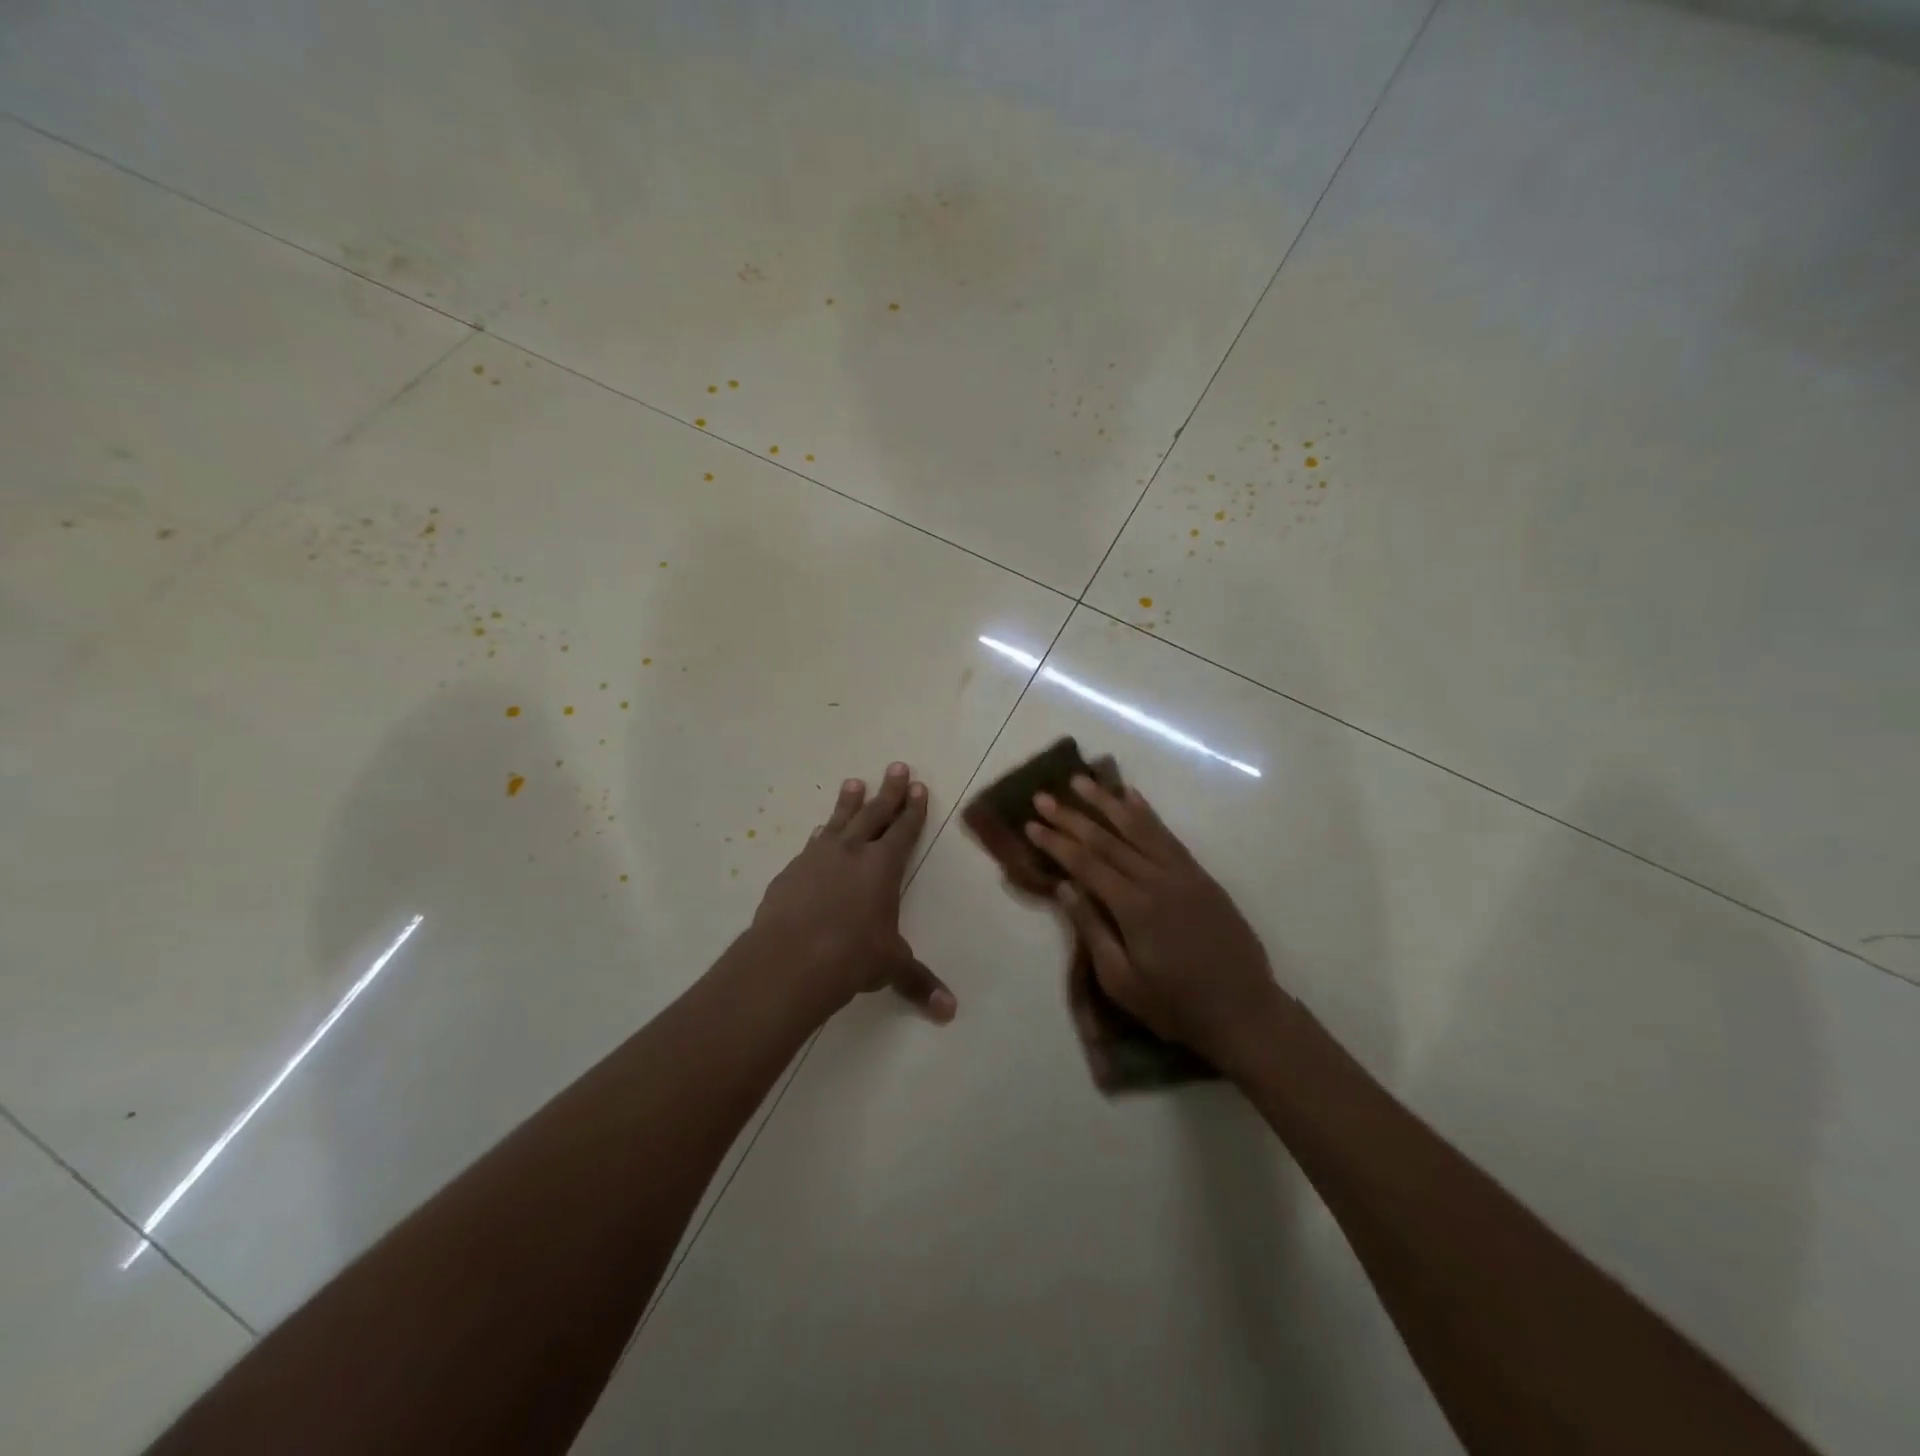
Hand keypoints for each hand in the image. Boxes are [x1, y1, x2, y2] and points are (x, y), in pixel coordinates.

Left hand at [750, 762, 956, 1022]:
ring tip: (853, 782)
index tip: (918, 786)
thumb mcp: (890, 967)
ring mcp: (817, 858)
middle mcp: (852, 852)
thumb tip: (950, 1012)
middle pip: (874, 814)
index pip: (903, 830)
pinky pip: (810, 845)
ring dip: (849, 802)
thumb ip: (918, 982)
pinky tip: (817, 832)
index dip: (913, 809)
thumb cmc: (851, 957)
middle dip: (888, 791)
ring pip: (838, 821)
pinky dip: (819, 835)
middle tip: (896, 766)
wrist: (789, 959)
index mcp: (883, 867)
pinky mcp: (791, 872)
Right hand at [1026, 775, 1282, 1072]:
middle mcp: (1157, 879)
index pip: (1085, 863)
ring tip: (1081, 780)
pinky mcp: (1200, 876)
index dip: (1056, 842)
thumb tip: (1064, 887)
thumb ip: (1092, 929)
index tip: (1031, 823)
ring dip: (1107, 801)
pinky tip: (1132, 797)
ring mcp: (1182, 873)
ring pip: (1139, 827)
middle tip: (1043, 796)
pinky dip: (1147, 813)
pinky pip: (1168, 835)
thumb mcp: (1122, 981)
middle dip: (1072, 816)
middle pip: (1107, 839)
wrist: (1244, 1011)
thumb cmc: (1175, 1005)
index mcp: (1134, 907)